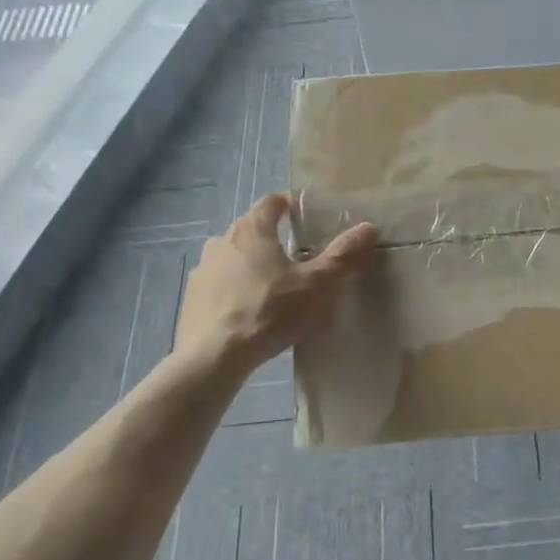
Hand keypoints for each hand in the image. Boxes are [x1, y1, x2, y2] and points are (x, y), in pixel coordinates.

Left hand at [175, 194, 377, 373]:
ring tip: (273, 287)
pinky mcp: (191, 298)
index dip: (289, 205)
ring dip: (250, 265)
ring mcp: (202, 269)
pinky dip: (233, 290)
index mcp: (252, 229)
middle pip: (251, 229)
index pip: (272, 202)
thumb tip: (369, 228)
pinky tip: (248, 312)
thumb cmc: (269, 311)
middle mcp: (222, 240)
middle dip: (272, 238)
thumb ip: (343, 255)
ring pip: (232, 258)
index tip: (304, 216)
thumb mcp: (316, 285)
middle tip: (296, 257)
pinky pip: (218, 285)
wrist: (213, 357)